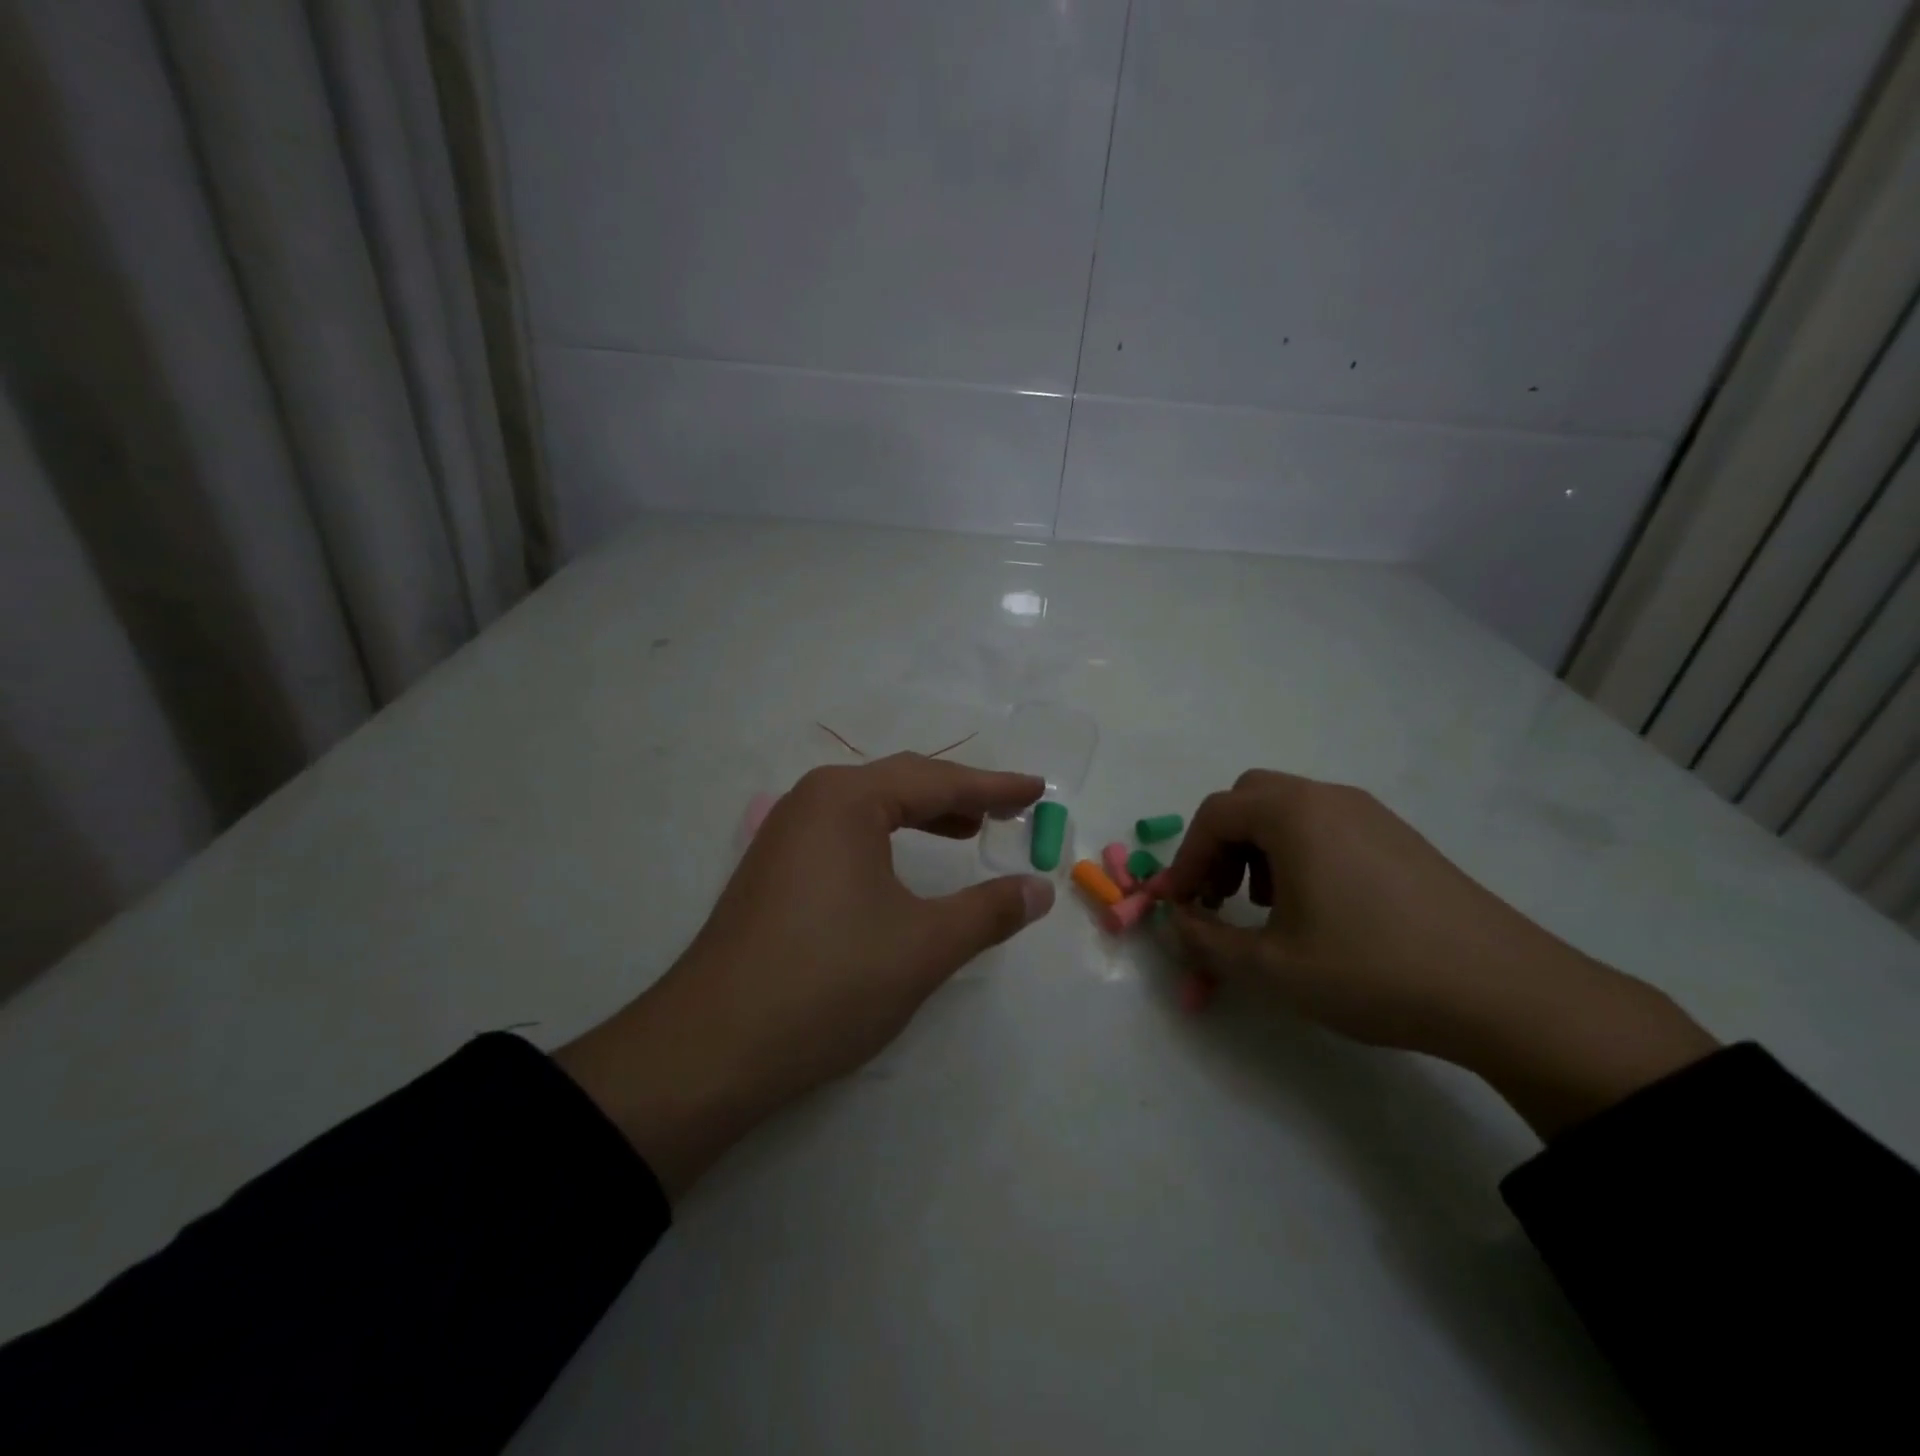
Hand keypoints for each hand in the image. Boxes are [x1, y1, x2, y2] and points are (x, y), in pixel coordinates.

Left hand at [557, 754, 1053, 1195]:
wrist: (711, 1048)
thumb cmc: (829, 982)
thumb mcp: (924, 946)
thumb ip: (988, 911)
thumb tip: (1039, 889)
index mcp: (847, 800)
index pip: (937, 781)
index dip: (994, 788)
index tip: (1037, 789)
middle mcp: (811, 802)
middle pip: (900, 784)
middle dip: (959, 795)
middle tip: (1007, 810)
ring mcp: (784, 836)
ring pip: (869, 809)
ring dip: (921, 816)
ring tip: (966, 832)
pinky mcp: (772, 872)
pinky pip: (844, 836)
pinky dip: (886, 840)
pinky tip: (902, 868)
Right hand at [1156, 770, 1716, 1137]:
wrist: (1507, 993)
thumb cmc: (1373, 971)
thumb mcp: (1272, 968)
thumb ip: (1207, 942)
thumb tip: (1176, 923)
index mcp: (1292, 814)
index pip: (1212, 816)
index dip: (1185, 860)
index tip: (1179, 907)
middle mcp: (1328, 798)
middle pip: (1248, 800)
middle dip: (1219, 845)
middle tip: (1220, 898)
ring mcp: (1370, 813)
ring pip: (1287, 810)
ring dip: (1257, 849)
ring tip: (1266, 908)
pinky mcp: (1399, 837)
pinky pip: (1326, 826)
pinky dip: (1297, 853)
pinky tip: (1317, 908)